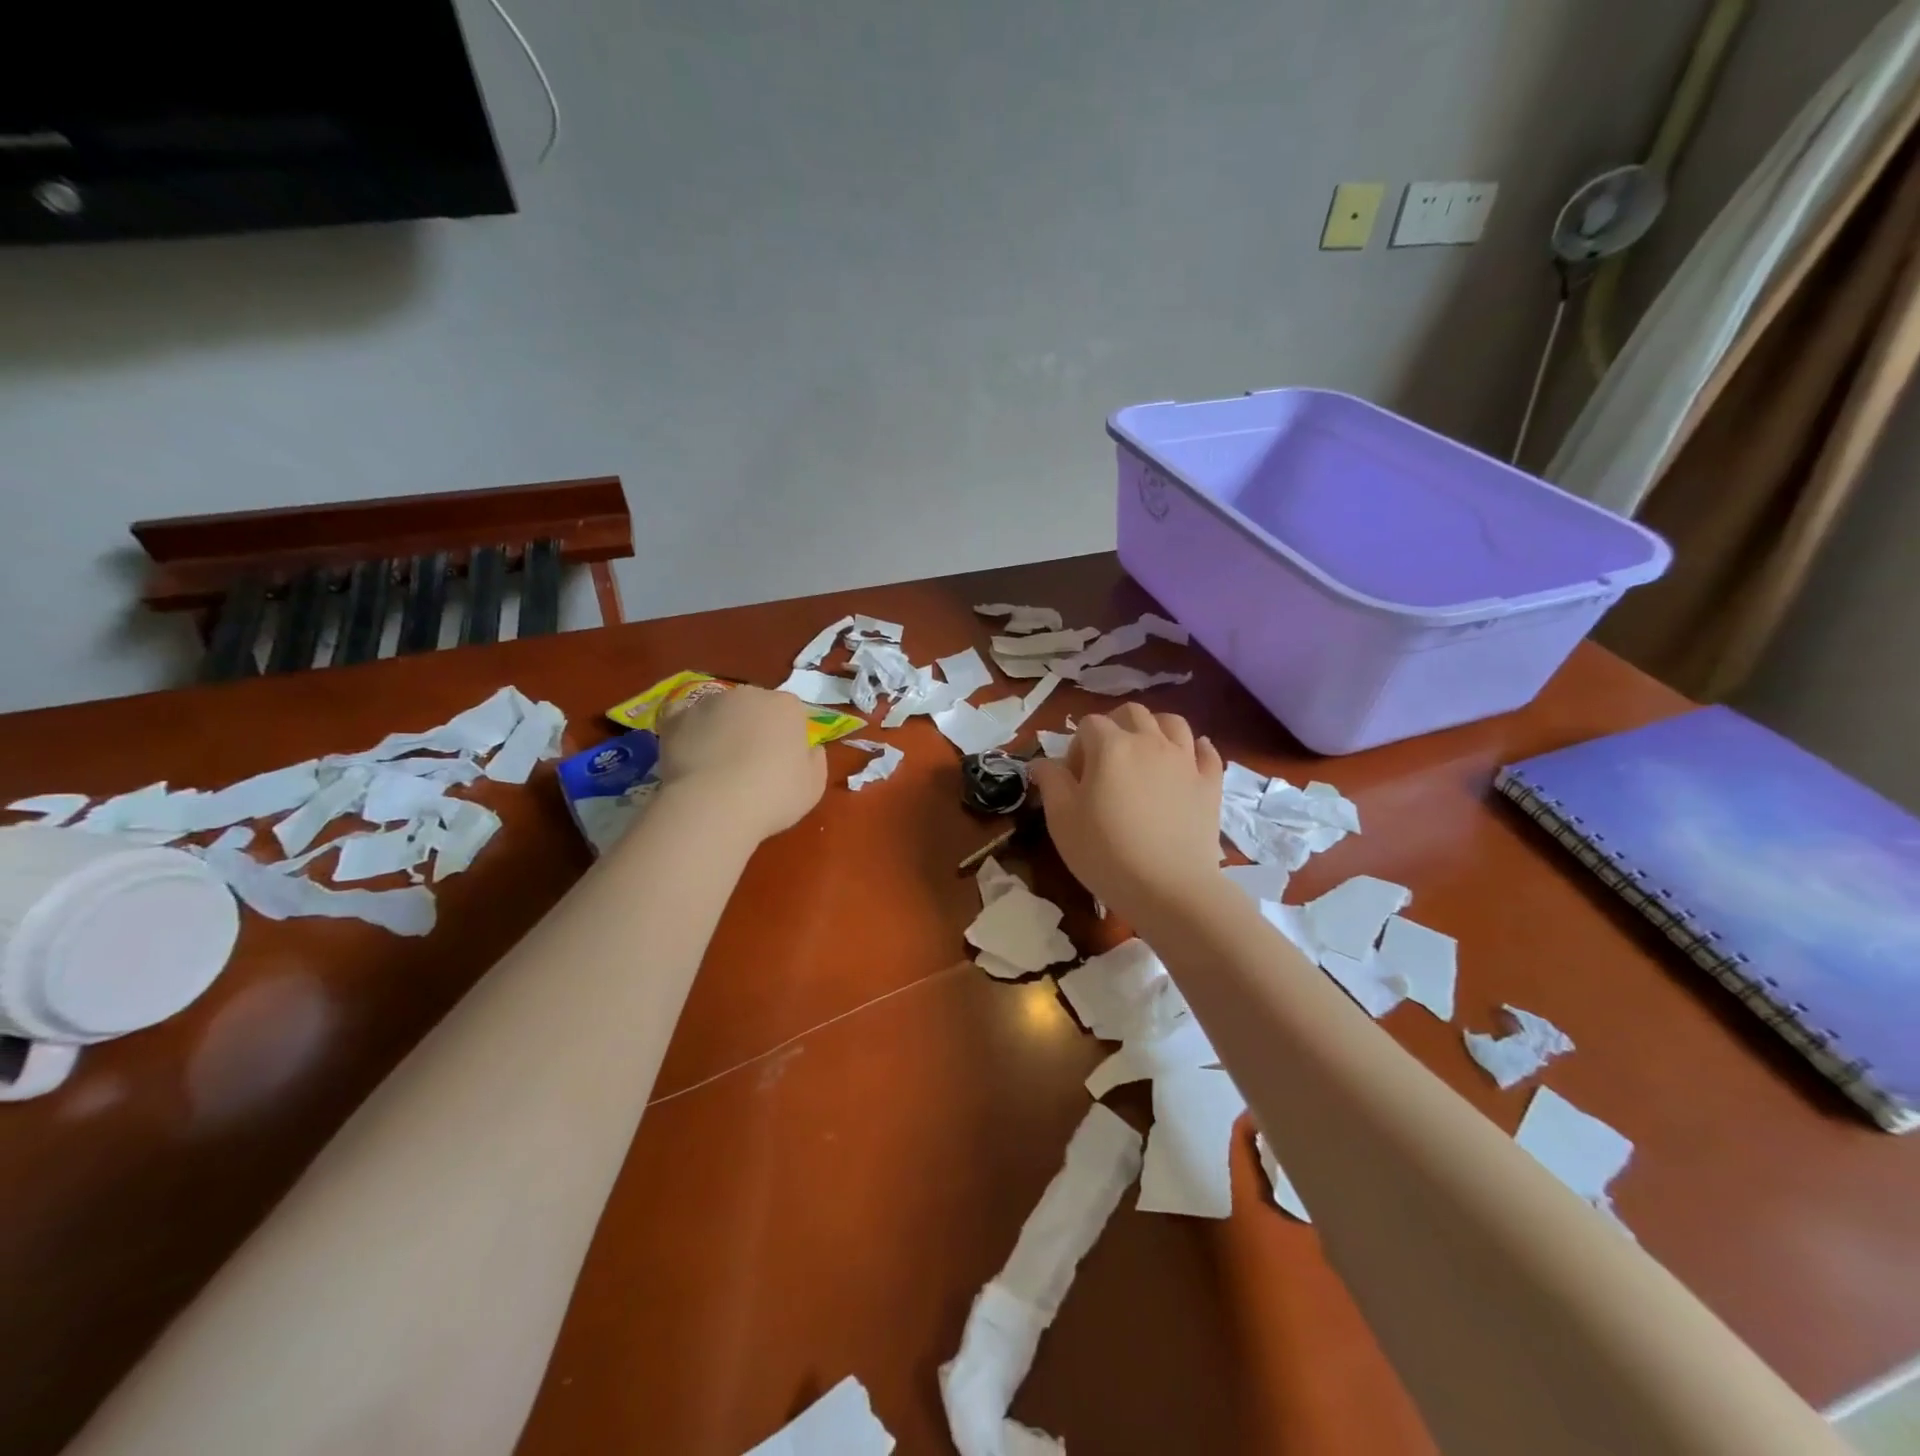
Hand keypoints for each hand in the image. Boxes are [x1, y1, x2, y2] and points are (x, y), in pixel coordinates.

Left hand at [655, 686, 826, 842]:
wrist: (714, 805)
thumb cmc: (773, 796)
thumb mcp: (813, 787)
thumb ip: (815, 761)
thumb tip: (810, 749)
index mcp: (787, 706)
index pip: (792, 713)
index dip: (788, 737)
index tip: (784, 762)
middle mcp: (749, 694)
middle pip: (755, 707)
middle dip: (754, 727)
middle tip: (750, 763)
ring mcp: (709, 703)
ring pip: (720, 711)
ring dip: (721, 729)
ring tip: (716, 765)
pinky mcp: (677, 718)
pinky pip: (684, 718)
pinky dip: (688, 730)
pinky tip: (689, 751)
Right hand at [1028, 704, 1224, 920]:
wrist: (1169, 889)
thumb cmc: (1105, 853)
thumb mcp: (1061, 820)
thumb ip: (1051, 782)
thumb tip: (1041, 762)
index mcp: (1110, 746)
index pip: (1088, 724)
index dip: (1077, 746)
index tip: (1073, 779)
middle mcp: (1150, 742)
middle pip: (1132, 713)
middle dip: (1114, 726)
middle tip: (1104, 762)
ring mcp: (1185, 761)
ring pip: (1172, 723)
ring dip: (1154, 729)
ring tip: (1144, 754)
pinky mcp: (1210, 783)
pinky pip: (1206, 752)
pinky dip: (1195, 749)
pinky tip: (1186, 761)